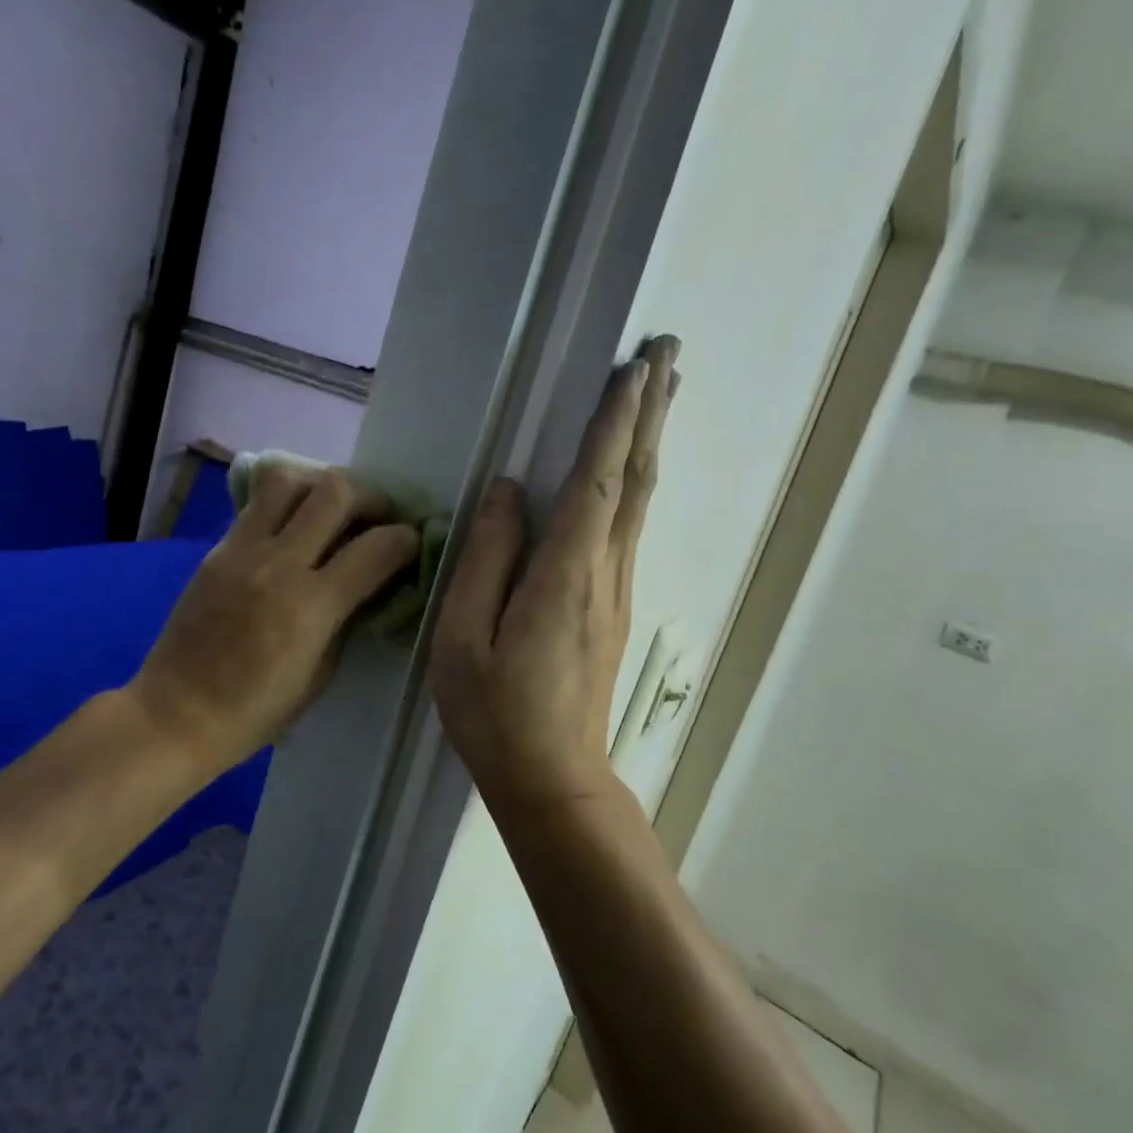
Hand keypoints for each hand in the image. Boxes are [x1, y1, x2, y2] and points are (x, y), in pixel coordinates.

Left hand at [129, 466, 420, 776]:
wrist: (176, 713)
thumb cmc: (255, 711)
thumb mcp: (321, 675)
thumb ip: (347, 619)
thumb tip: (369, 582)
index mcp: (310, 607)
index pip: (376, 548)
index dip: (405, 540)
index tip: (410, 544)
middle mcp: (278, 564)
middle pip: (334, 491)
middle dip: (370, 495)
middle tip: (376, 516)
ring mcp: (241, 550)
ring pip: (287, 478)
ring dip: (320, 484)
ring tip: (330, 509)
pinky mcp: (217, 548)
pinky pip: (256, 503)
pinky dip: (285, 502)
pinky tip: (293, 526)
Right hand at [432, 335, 680, 811]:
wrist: (553, 778)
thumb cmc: (496, 712)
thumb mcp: (465, 636)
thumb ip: (486, 557)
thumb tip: (507, 490)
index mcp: (565, 575)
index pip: (596, 481)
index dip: (615, 422)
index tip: (634, 368)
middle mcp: (604, 572)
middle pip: (634, 479)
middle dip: (650, 413)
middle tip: (668, 354)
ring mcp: (616, 590)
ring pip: (638, 500)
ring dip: (647, 440)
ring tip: (659, 391)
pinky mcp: (612, 606)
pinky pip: (627, 525)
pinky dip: (634, 480)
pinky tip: (630, 468)